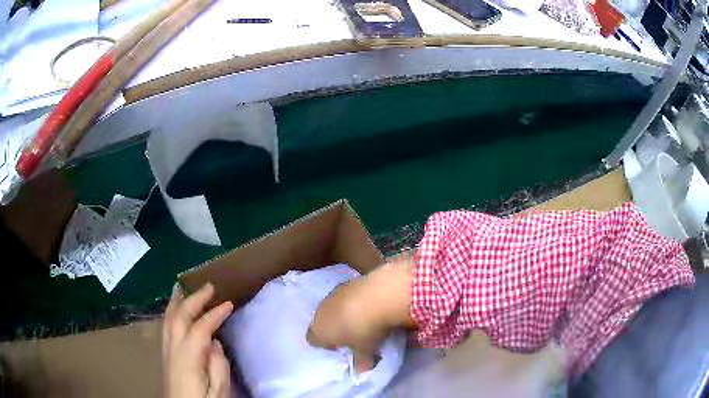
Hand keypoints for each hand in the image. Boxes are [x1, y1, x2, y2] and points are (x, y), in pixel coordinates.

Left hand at [163, 283, 233, 397]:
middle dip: (194, 299)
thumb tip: (214, 342)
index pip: (200, 328)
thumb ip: (218, 366)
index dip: (215, 314)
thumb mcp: (219, 391)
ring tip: (185, 288)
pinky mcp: (165, 355)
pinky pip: (166, 325)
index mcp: (188, 357)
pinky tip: (176, 310)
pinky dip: (171, 312)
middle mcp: (173, 348)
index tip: (229, 303)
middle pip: (180, 316)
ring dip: (179, 301)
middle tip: (209, 286)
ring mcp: (166, 350)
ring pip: (168, 318)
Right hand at [307, 255, 415, 372]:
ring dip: (344, 313)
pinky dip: (354, 301)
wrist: (378, 295)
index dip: (326, 345)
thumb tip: (361, 373)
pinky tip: (369, 304)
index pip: (313, 340)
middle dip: (335, 329)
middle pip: (322, 322)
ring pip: (333, 307)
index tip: (341, 348)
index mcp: (319, 331)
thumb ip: (361, 364)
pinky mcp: (347, 281)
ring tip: (363, 320)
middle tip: (353, 336)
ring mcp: (333, 294)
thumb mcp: (365, 352)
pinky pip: (346, 296)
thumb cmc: (365, 331)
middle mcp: (321, 311)